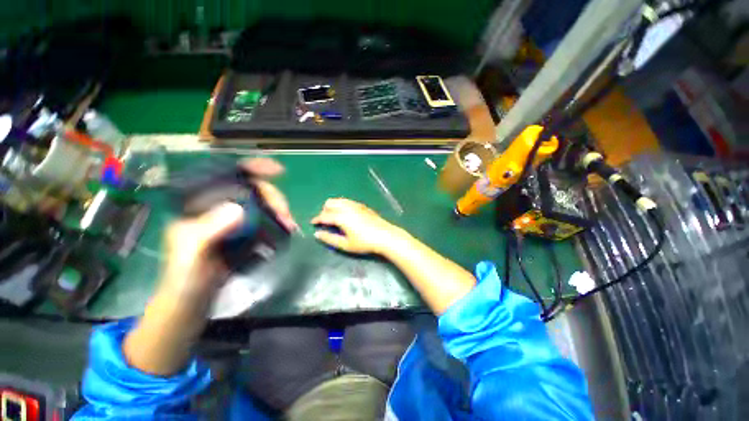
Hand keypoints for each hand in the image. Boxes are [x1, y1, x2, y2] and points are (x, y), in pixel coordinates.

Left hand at [158, 158, 296, 304]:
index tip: (277, 170)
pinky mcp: (243, 234)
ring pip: (261, 205)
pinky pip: (265, 221)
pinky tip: (286, 231)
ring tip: (291, 225)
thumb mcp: (191, 253)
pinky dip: (278, 223)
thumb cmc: (184, 277)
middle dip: (273, 198)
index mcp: (199, 205)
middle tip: (287, 215)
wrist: (191, 302)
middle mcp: (217, 208)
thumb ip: (208, 231)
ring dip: (279, 211)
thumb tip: (239, 209)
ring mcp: (232, 221)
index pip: (226, 176)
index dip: (251, 169)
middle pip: (251, 191)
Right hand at [311, 198, 405, 254]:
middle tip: (325, 221)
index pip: (325, 215)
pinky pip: (348, 202)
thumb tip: (317, 234)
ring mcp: (356, 205)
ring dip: (333, 206)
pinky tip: (346, 215)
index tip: (312, 222)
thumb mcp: (345, 245)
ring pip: (339, 200)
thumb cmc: (364, 243)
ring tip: (334, 218)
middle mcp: (347, 207)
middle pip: (331, 203)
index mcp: (341, 216)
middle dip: (324, 210)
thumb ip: (330, 239)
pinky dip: (342, 206)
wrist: (385, 236)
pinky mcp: (363, 206)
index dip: (317, 219)